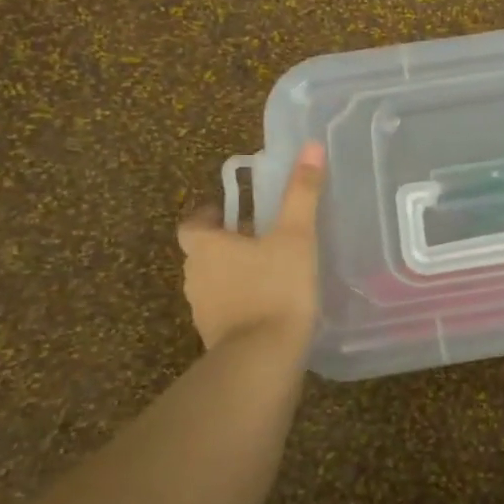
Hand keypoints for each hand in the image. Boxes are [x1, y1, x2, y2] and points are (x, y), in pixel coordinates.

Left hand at [179, 142, 325, 351]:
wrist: (263, 357)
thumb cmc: (276, 287)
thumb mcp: (296, 235)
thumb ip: (302, 193)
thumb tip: (310, 146)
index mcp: (205, 247)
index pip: (192, 223)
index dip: (208, 215)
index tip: (231, 212)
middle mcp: (194, 276)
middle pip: (203, 252)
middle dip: (226, 243)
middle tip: (260, 237)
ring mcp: (202, 310)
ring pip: (213, 281)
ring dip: (234, 273)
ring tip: (269, 270)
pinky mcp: (215, 336)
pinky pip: (225, 309)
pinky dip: (240, 301)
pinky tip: (269, 304)